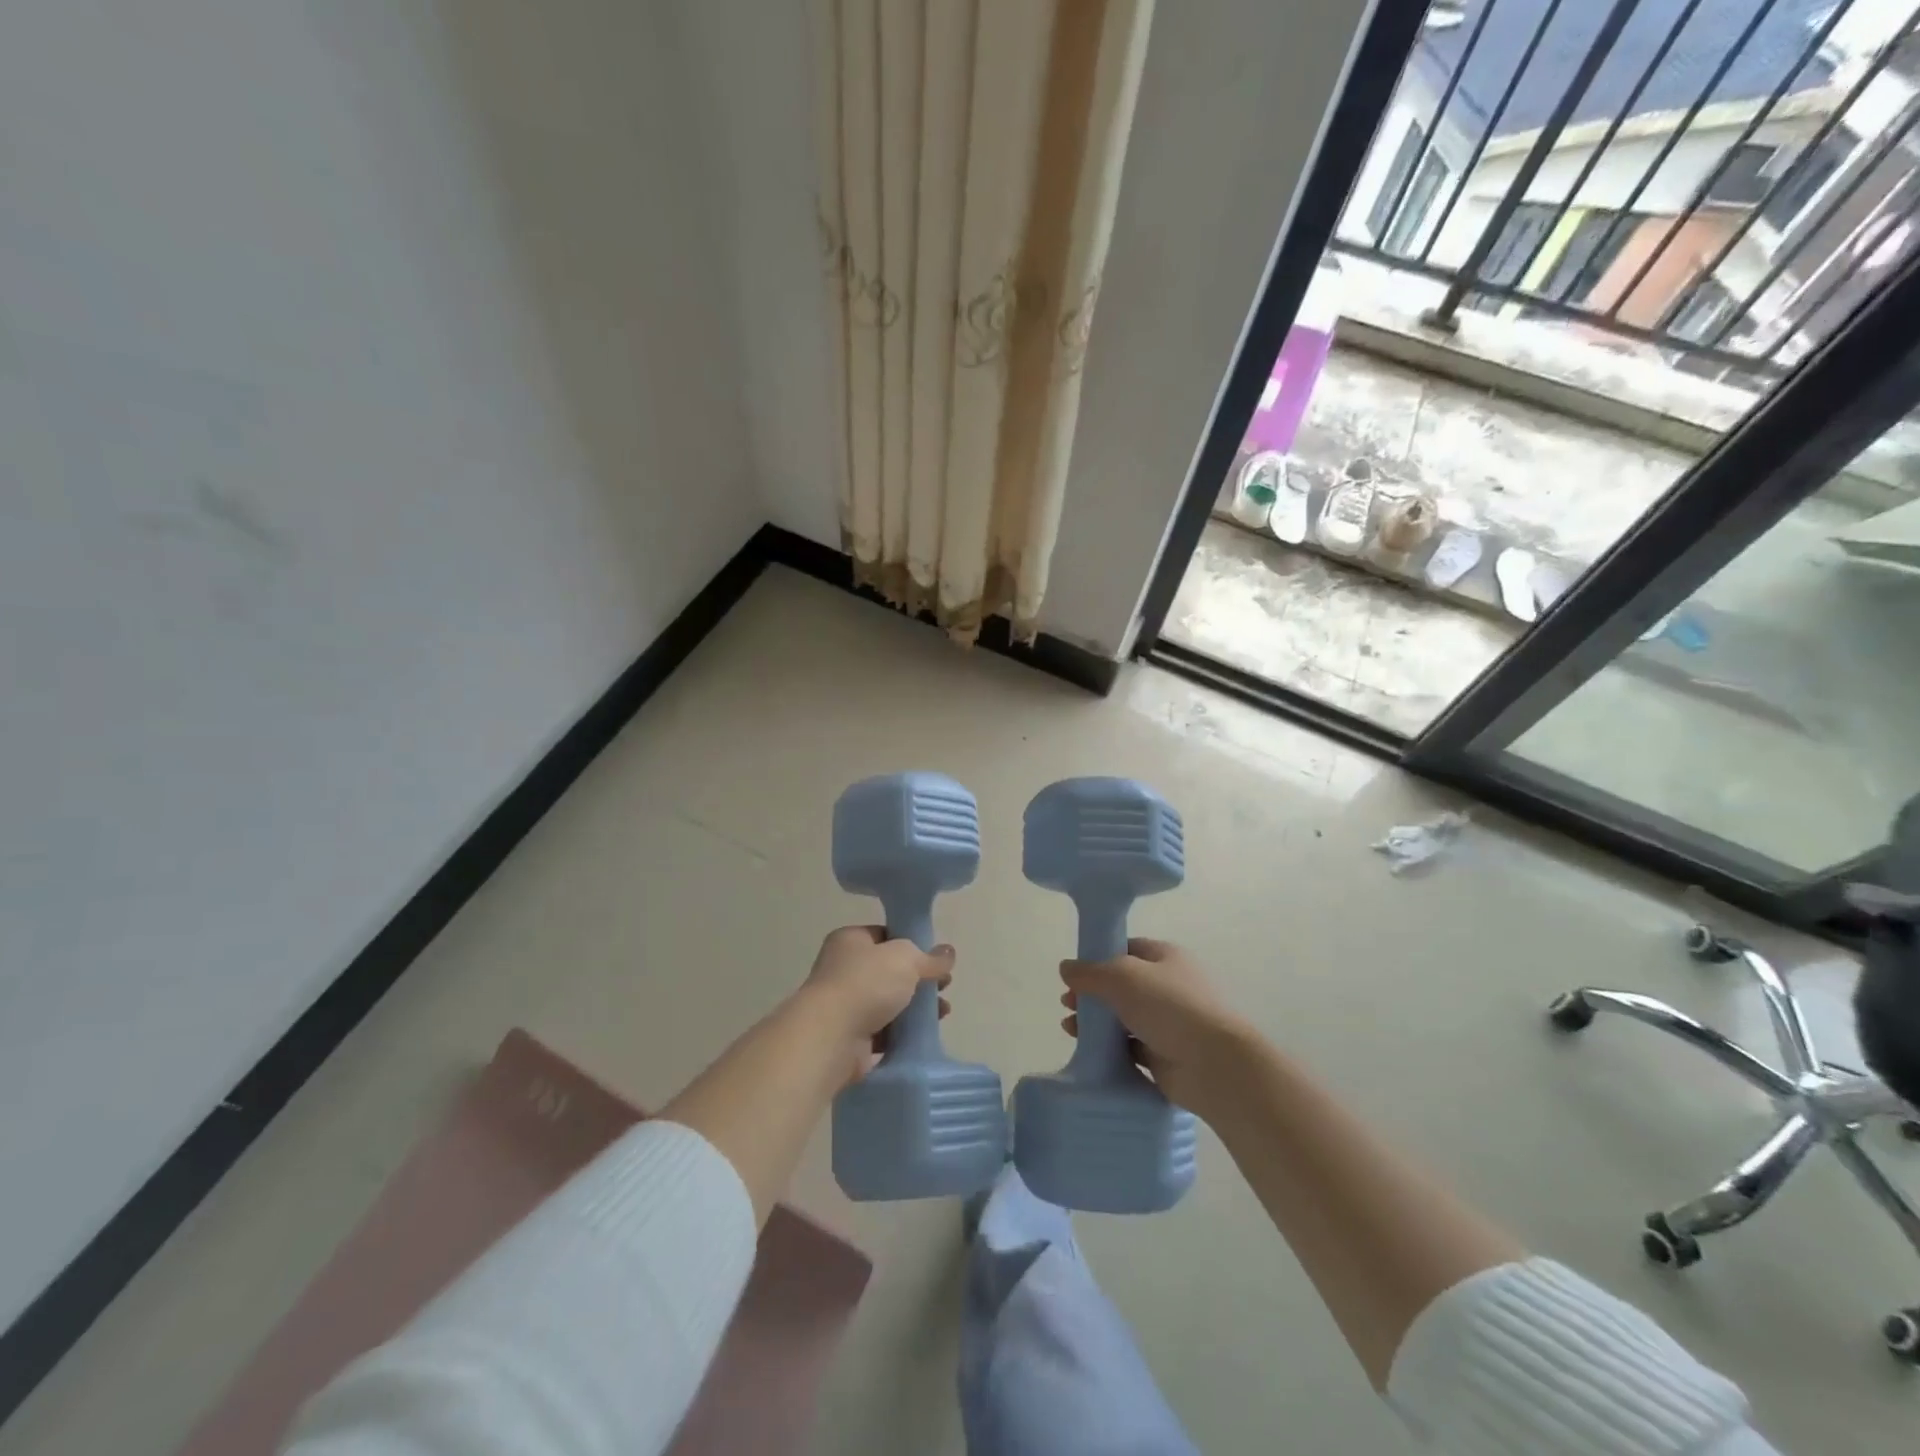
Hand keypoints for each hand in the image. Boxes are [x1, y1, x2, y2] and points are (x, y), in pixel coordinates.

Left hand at [796, 926, 953, 1087]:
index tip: (935, 958)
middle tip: (944, 986)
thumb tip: (948, 953)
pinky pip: (884, 1031)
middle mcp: (843, 969)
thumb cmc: (866, 984)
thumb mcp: (906, 959)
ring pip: (889, 1002)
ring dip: (916, 1008)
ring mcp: (845, 1004)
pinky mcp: (851, 1036)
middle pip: (890, 971)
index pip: (885, 935)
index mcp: (850, 940)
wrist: (831, 1037)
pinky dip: (903, 1032)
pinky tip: (924, 1034)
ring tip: (942, 1012)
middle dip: (919, 979)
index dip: (912, 944)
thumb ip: (930, 957)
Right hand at [1059, 939, 1250, 1115]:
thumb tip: (1066, 968)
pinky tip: (1088, 1051)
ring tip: (1069, 1028)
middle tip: (1067, 1003)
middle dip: (1092, 993)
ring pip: (1124, 1017)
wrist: (1213, 1065)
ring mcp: (1169, 1022)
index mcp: (1166, 957)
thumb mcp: (1121, 977)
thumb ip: (1089, 972)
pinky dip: (1110, 1048)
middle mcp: (1169, 986)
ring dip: (1096, 1022)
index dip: (1099, 957)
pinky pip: (1130, 1046)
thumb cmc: (1169, 1006)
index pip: (1127, 949)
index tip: (1074, 972)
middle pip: (1122, 985)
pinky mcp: (1165, 1054)